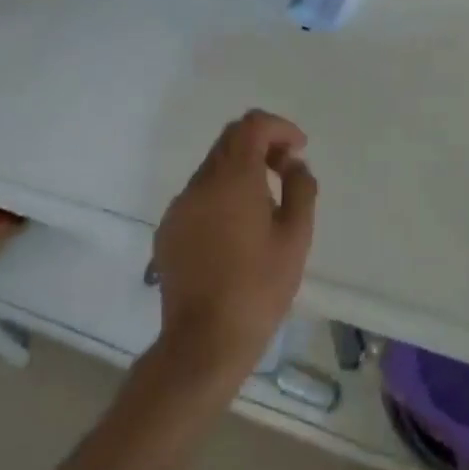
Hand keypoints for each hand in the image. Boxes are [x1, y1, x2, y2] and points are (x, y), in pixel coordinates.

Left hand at [151, 110, 316, 385]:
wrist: (203, 344)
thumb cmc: (258, 288)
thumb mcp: (296, 238)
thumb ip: (301, 189)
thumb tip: (294, 164)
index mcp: (233, 178)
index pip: (252, 125)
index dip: (279, 127)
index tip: (298, 150)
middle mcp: (201, 183)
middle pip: (230, 140)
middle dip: (262, 145)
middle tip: (285, 171)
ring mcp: (179, 207)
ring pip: (212, 168)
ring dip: (241, 171)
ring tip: (264, 206)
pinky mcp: (168, 231)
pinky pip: (198, 196)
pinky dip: (221, 195)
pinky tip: (235, 231)